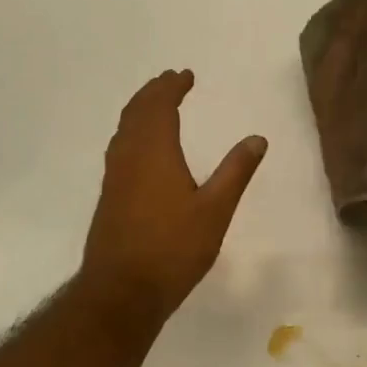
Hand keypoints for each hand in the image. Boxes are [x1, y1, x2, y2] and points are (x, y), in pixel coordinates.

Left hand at [81, 70, 266, 323]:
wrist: (121, 291)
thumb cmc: (172, 249)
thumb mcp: (215, 210)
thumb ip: (236, 172)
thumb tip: (257, 138)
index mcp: (154, 152)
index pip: (159, 106)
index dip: (171, 87)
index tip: (185, 75)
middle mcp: (128, 157)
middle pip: (136, 112)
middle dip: (153, 93)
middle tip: (170, 81)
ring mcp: (114, 178)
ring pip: (123, 130)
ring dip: (139, 111)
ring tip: (155, 105)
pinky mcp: (109, 197)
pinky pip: (119, 148)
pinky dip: (131, 132)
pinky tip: (140, 149)